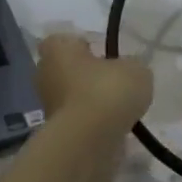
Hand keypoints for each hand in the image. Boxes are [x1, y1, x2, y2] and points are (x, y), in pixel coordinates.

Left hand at [35, 33, 152, 132]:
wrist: (89, 140)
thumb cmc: (107, 91)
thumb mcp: (135, 70)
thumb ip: (131, 67)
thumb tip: (127, 72)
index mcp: (57, 49)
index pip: (64, 41)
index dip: (83, 46)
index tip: (103, 55)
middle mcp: (45, 74)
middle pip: (66, 70)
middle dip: (87, 75)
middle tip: (113, 81)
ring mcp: (47, 105)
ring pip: (71, 96)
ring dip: (90, 101)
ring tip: (118, 108)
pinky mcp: (56, 132)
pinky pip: (78, 120)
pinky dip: (92, 123)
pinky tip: (114, 127)